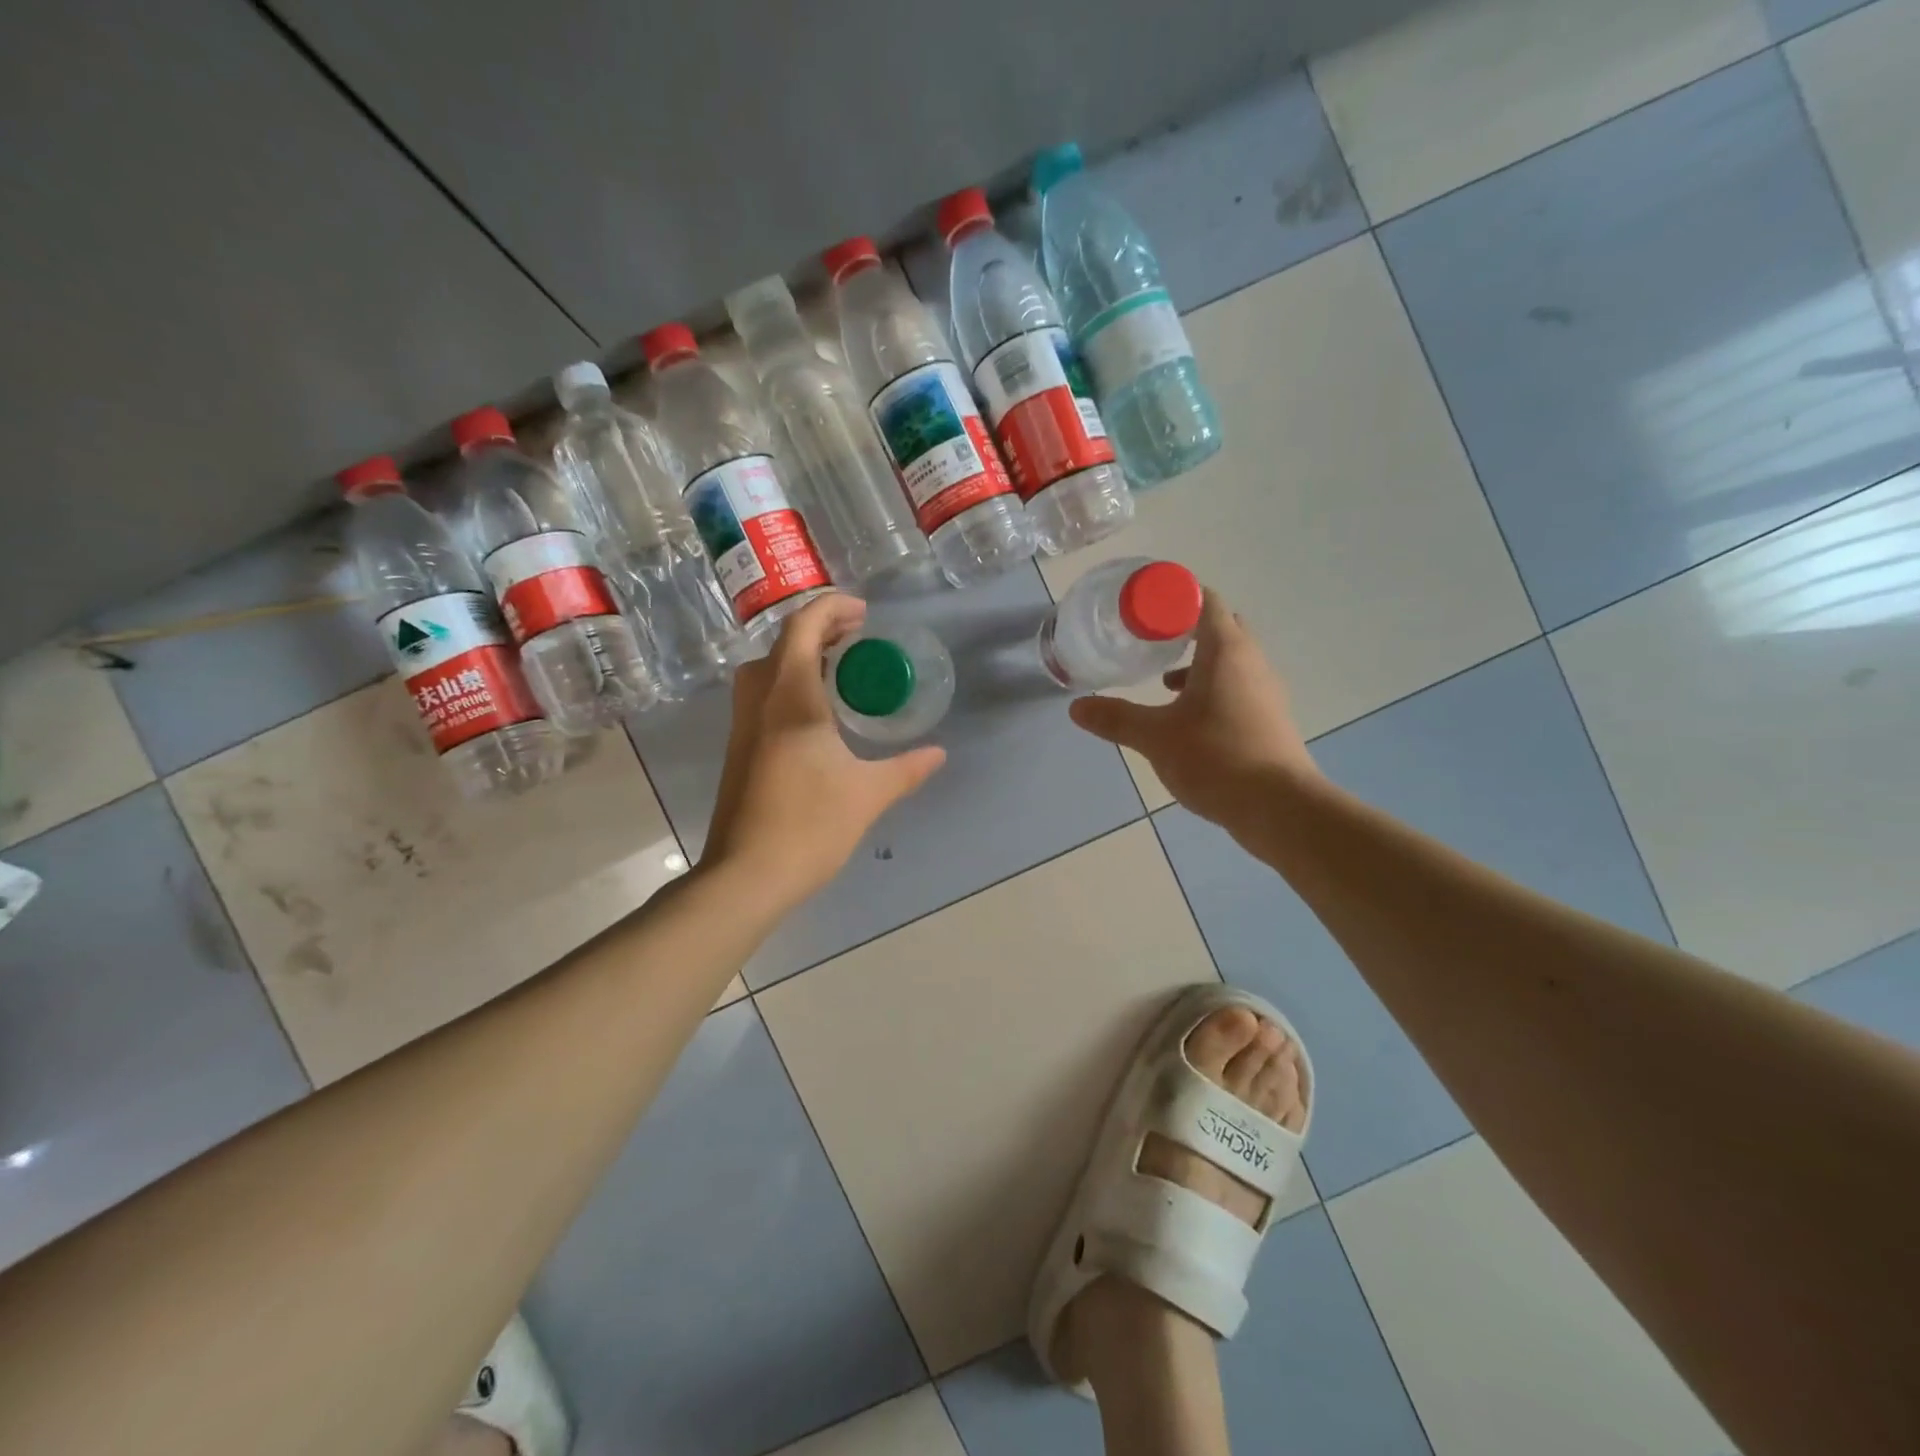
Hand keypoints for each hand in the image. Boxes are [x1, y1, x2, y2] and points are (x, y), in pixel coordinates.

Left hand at [701, 594, 946, 910]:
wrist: (747, 874)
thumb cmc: (810, 826)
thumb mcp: (868, 794)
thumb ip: (906, 769)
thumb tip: (938, 753)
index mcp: (792, 699)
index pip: (803, 629)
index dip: (831, 609)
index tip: (863, 614)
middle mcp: (760, 702)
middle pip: (781, 644)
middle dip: (818, 630)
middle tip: (855, 639)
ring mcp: (744, 726)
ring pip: (764, 670)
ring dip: (797, 656)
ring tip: (836, 670)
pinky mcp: (739, 749)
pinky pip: (760, 696)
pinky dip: (786, 683)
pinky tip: (815, 713)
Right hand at [1068, 591, 1319, 831]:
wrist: (1279, 807)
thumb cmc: (1216, 757)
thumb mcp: (1155, 737)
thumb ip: (1116, 718)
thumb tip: (1077, 707)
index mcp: (1226, 651)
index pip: (1205, 601)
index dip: (1174, 598)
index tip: (1143, 609)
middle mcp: (1251, 662)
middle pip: (1221, 628)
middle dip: (1186, 630)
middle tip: (1150, 641)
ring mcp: (1265, 692)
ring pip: (1231, 661)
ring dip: (1199, 664)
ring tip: (1163, 682)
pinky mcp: (1269, 719)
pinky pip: (1238, 688)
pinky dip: (1212, 691)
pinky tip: (1188, 718)